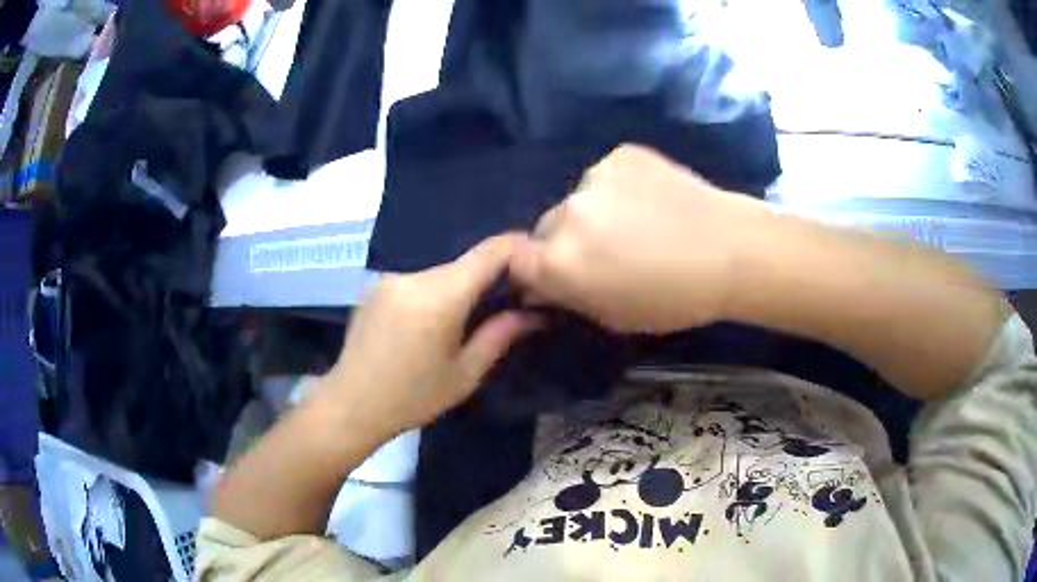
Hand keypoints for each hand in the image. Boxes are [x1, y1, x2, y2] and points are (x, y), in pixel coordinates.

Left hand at [317, 234, 539, 438]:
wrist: (351, 404)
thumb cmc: (412, 397)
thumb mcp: (465, 374)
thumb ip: (500, 335)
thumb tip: (534, 313)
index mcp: (440, 296)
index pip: (489, 252)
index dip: (517, 248)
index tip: (534, 261)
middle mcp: (414, 276)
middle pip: (463, 265)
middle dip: (487, 279)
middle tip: (504, 304)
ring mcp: (390, 278)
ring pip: (439, 274)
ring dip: (457, 290)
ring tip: (462, 322)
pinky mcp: (375, 286)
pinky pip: (416, 282)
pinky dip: (432, 294)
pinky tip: (427, 325)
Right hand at [510, 144, 768, 333]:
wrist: (731, 251)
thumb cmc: (675, 299)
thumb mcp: (614, 317)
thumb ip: (570, 299)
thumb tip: (544, 287)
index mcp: (560, 261)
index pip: (517, 262)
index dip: (532, 273)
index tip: (553, 280)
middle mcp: (566, 213)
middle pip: (545, 228)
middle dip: (561, 244)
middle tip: (602, 254)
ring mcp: (594, 177)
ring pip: (577, 200)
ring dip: (592, 214)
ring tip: (635, 225)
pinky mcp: (622, 154)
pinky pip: (607, 178)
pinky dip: (618, 190)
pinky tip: (651, 201)